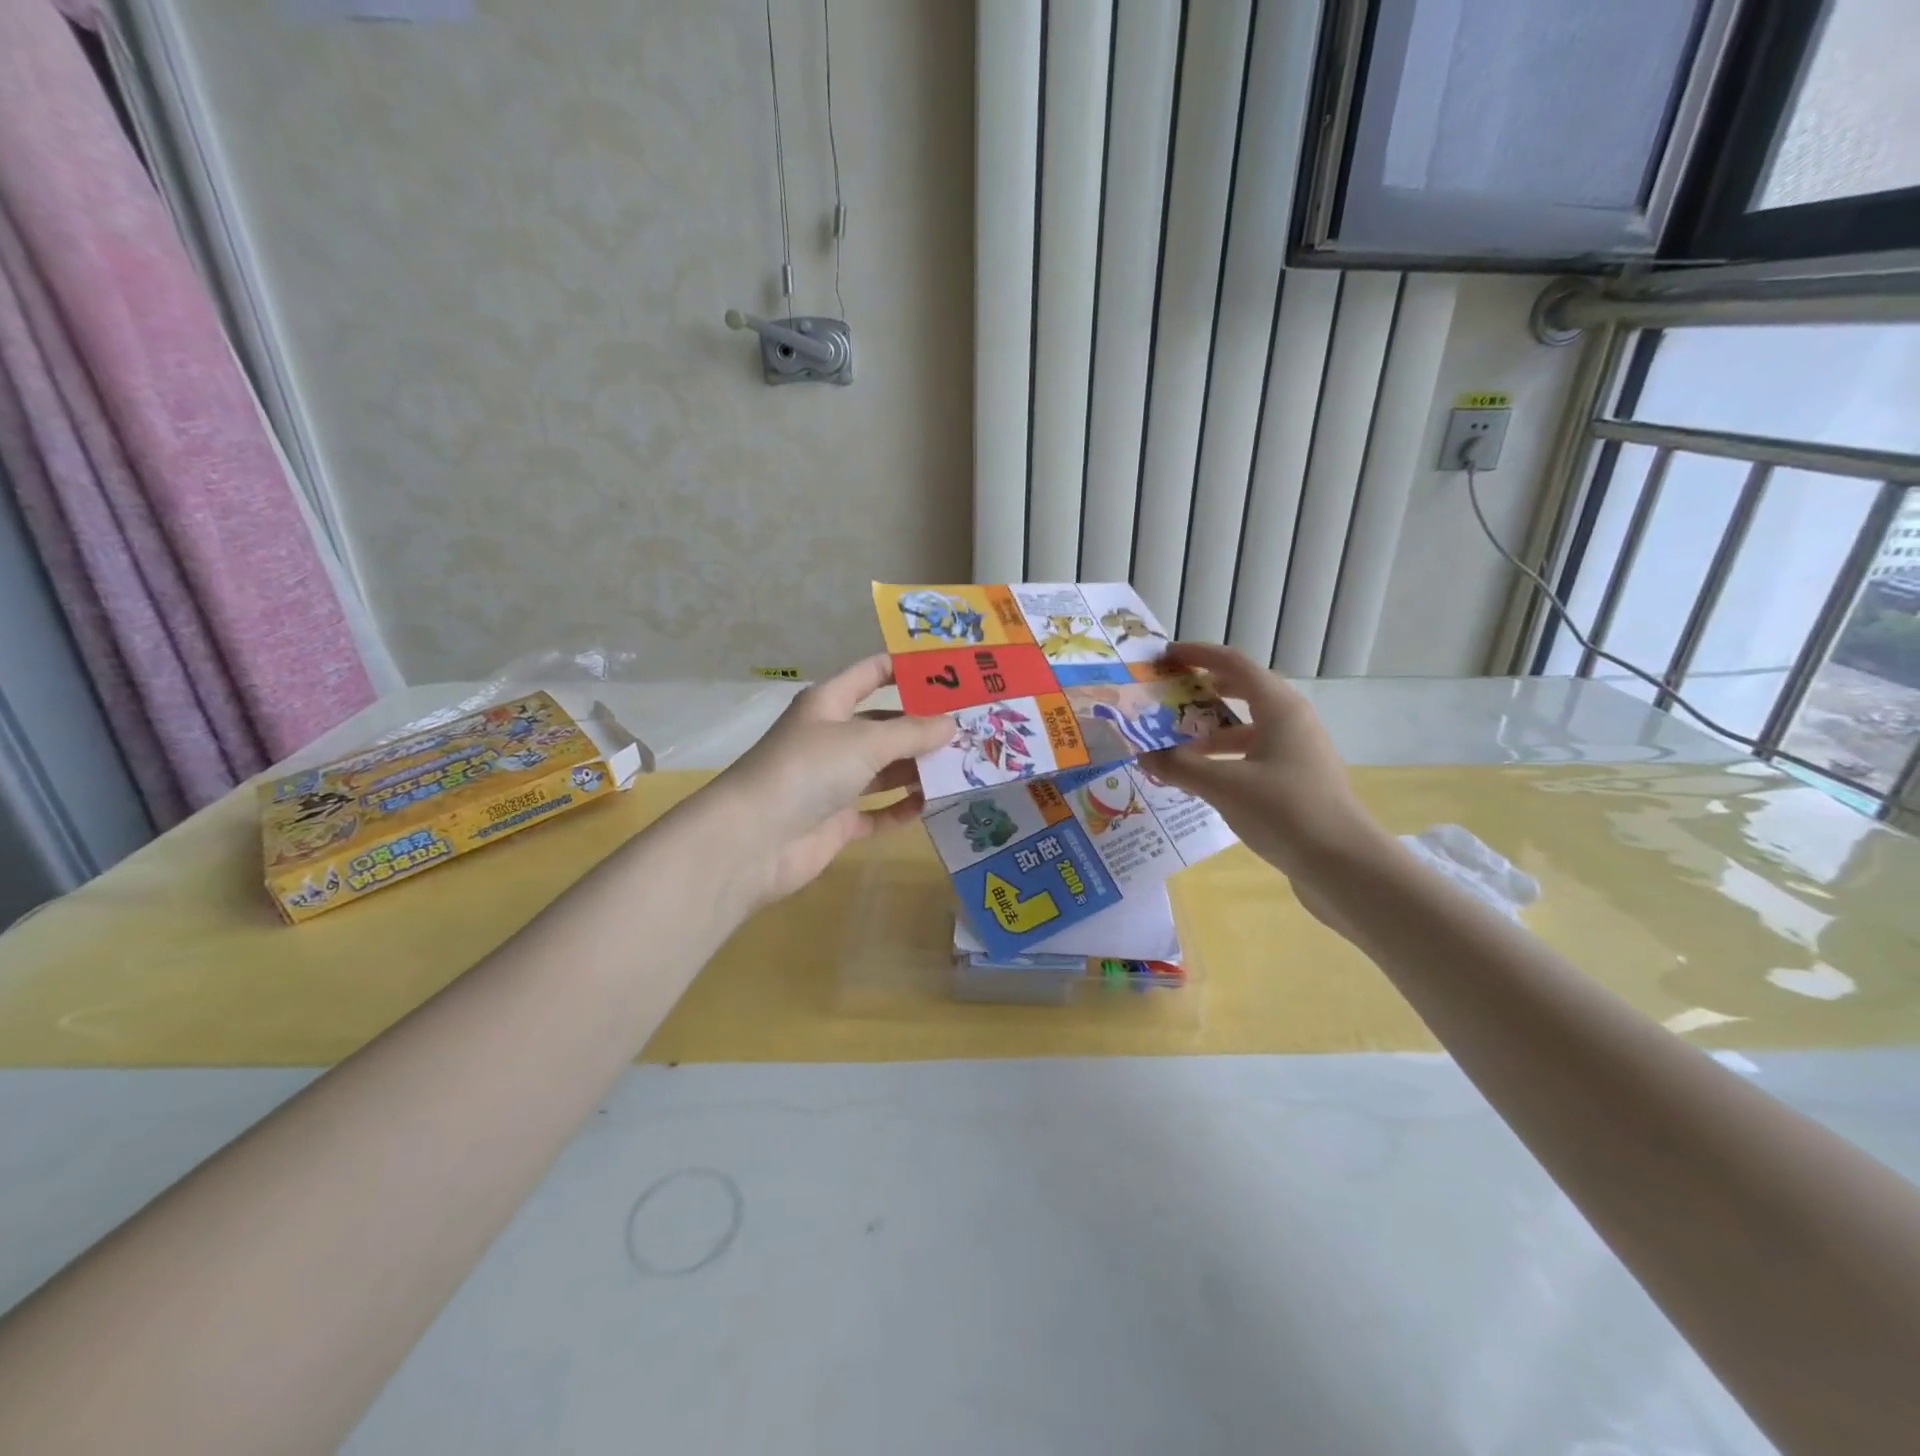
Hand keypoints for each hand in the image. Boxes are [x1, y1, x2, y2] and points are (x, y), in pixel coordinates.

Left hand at [701, 655, 953, 906]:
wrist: (754, 840)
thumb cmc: (808, 770)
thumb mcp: (865, 741)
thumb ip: (912, 733)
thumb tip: (952, 724)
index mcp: (830, 704)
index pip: (872, 673)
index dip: (907, 669)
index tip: (951, 671)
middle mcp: (832, 738)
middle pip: (885, 725)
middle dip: (924, 726)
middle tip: (973, 728)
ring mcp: (834, 781)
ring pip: (885, 769)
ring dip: (918, 769)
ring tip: (965, 766)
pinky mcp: (837, 821)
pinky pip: (877, 812)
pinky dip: (901, 809)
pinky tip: (932, 806)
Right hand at [1144, 642, 1387, 889]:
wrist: (1343, 864)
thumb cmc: (1285, 811)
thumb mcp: (1224, 787)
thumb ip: (1179, 767)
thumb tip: (1143, 754)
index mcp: (1279, 708)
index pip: (1234, 665)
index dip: (1199, 655)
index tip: (1166, 656)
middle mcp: (1291, 722)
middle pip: (1243, 692)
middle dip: (1203, 690)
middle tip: (1168, 694)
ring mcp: (1296, 752)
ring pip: (1247, 727)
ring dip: (1210, 730)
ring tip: (1174, 742)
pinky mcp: (1296, 780)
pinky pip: (1253, 754)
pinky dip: (1224, 757)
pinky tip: (1201, 778)